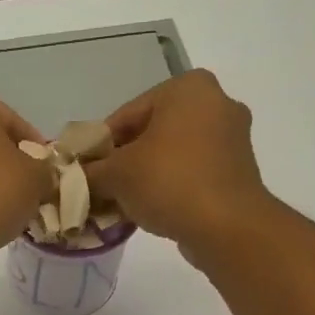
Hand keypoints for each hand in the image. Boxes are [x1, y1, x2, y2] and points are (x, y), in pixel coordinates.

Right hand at [84, 70, 273, 254]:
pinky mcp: (238, 172)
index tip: (85, 171)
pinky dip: (170, 188)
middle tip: (101, 189)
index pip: (127, 114)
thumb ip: (91, 171)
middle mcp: (216, 103)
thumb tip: (75, 178)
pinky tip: (149, 212)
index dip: (99, 145)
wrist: (227, 227)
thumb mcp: (116, 174)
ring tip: (121, 205)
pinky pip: (192, 174)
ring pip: (172, 155)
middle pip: (151, 133)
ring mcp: (232, 139)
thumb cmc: (169, 182)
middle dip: (124, 162)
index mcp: (188, 88)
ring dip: (145, 177)